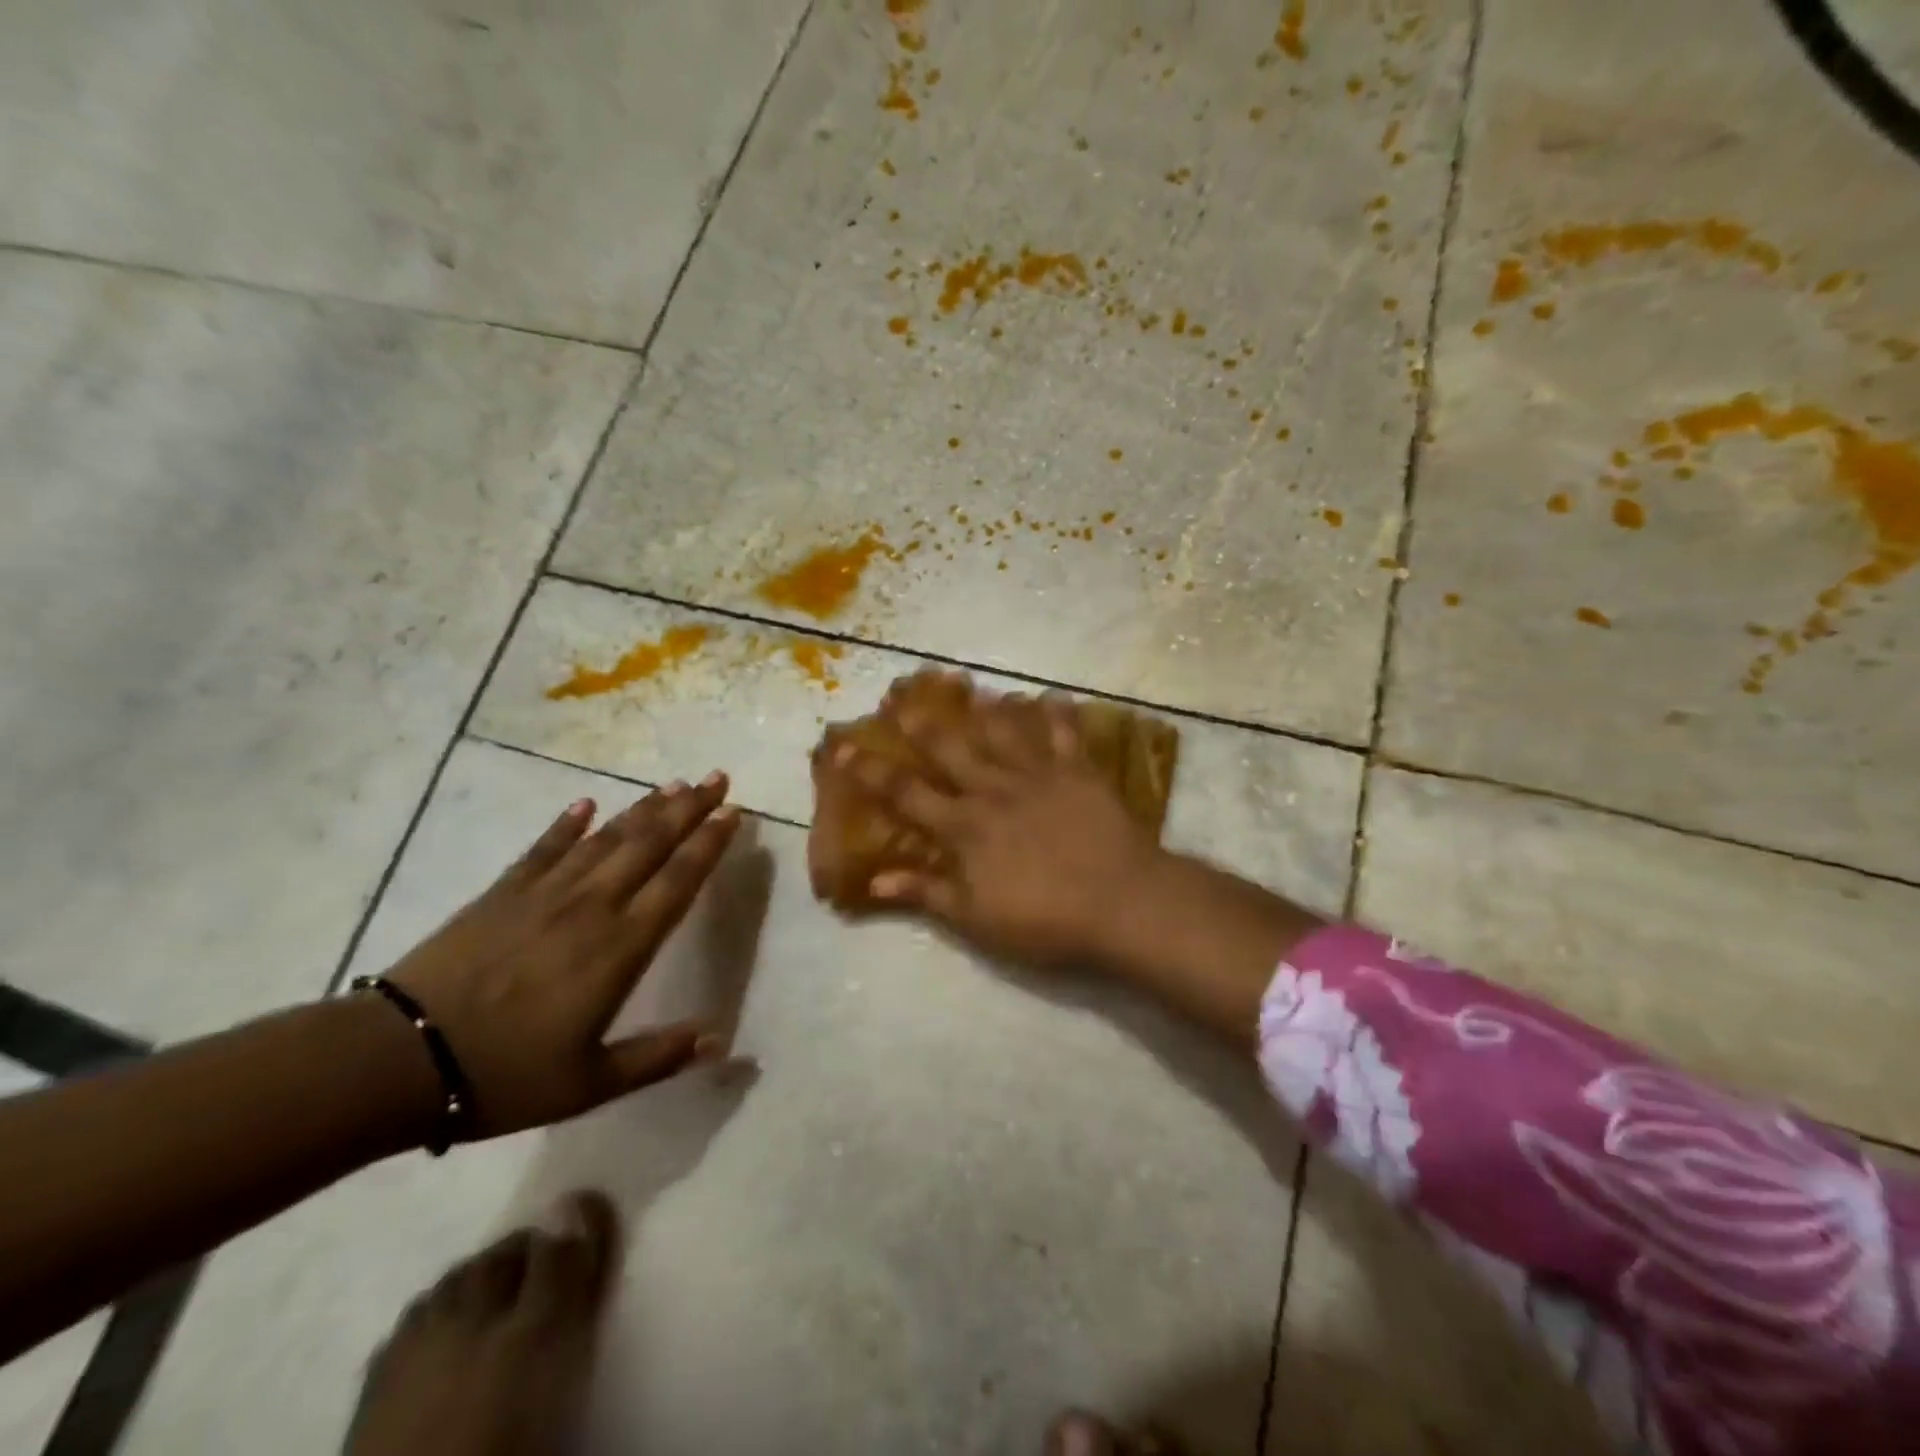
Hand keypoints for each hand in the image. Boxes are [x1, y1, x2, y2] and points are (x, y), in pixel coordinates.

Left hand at [383, 776, 740, 1138]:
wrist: (396, 1061)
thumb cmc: (504, 1075)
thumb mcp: (589, 1084)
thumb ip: (657, 1057)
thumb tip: (718, 1040)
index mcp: (621, 947)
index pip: (679, 880)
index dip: (709, 844)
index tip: (732, 813)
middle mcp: (592, 906)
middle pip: (650, 844)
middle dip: (689, 808)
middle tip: (716, 778)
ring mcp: (545, 894)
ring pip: (607, 838)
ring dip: (644, 808)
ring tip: (673, 785)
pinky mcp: (502, 893)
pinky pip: (544, 848)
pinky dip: (567, 824)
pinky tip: (585, 803)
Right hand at [832, 677, 1162, 967]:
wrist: (1120, 902)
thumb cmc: (1043, 919)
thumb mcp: (975, 918)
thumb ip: (925, 893)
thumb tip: (874, 878)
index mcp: (964, 826)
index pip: (906, 793)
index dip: (871, 771)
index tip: (843, 748)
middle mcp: (995, 790)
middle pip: (951, 749)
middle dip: (923, 725)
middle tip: (903, 699)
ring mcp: (1039, 775)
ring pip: (1004, 731)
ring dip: (985, 709)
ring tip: (970, 688)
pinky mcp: (1079, 772)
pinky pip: (1065, 733)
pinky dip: (1056, 713)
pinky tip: (1049, 695)